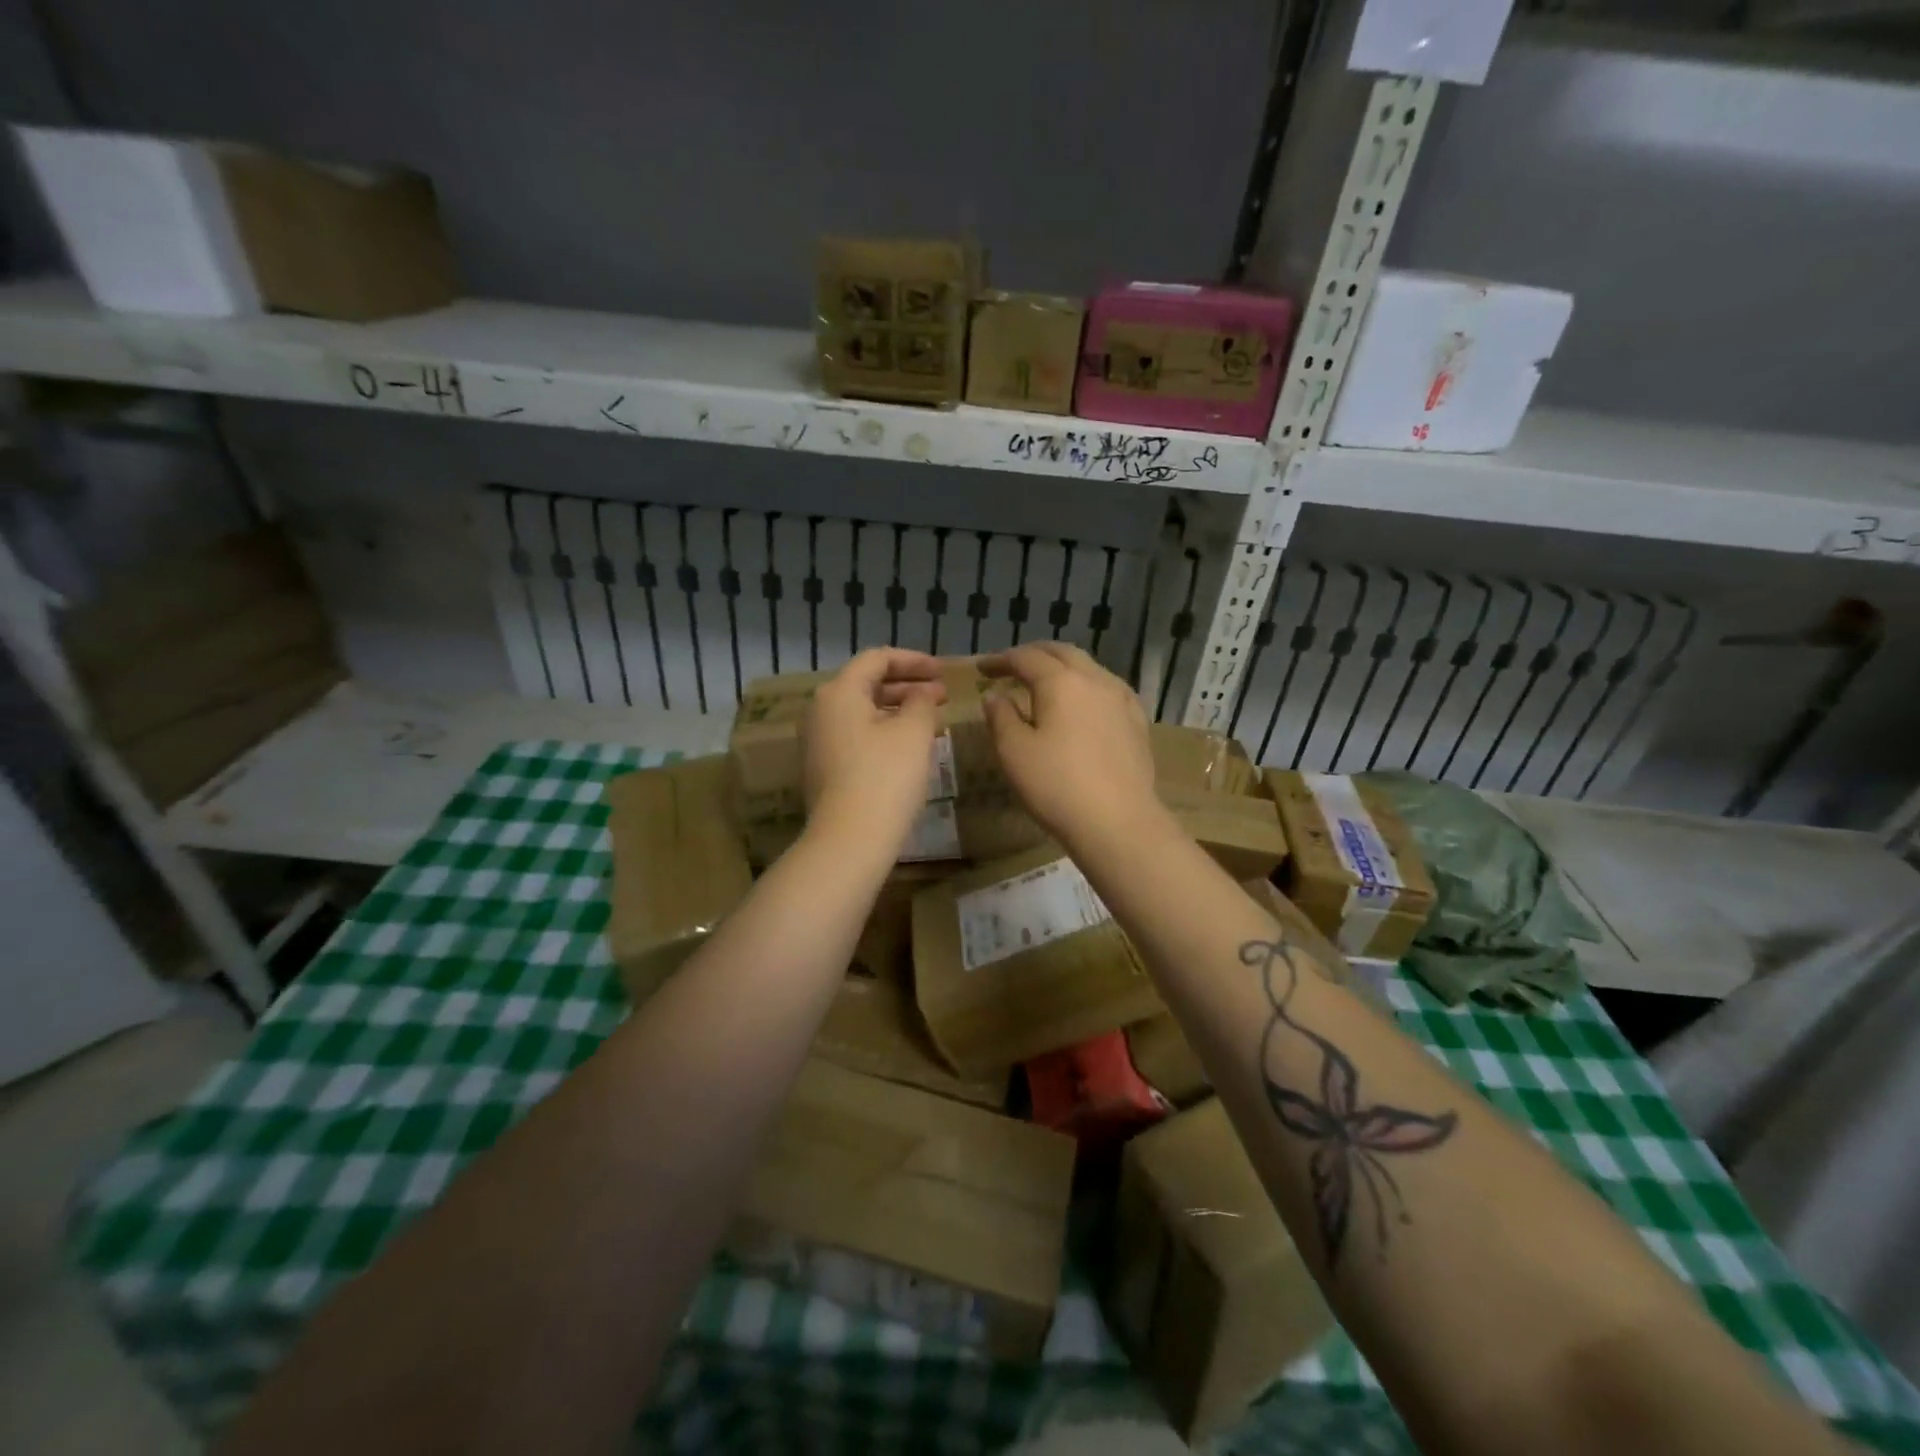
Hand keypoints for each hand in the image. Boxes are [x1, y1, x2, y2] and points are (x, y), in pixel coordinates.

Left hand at [803, 648, 946, 853]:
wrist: (850, 840)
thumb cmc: (885, 777)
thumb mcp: (914, 732)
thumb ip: (922, 702)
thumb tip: (922, 694)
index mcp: (838, 693)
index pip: (877, 659)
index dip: (914, 660)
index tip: (943, 672)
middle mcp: (821, 711)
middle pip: (867, 684)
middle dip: (908, 686)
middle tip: (942, 696)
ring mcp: (819, 742)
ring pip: (864, 713)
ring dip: (899, 710)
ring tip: (932, 720)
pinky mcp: (825, 769)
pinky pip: (858, 736)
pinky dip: (885, 732)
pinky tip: (911, 747)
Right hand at [979, 643, 1162, 847]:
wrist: (1118, 821)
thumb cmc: (1057, 785)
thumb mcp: (1013, 751)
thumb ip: (1000, 717)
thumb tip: (996, 696)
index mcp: (1060, 682)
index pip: (1026, 658)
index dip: (1001, 660)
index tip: (982, 669)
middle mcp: (1094, 679)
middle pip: (1062, 653)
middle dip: (1034, 655)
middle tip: (1012, 666)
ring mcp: (1121, 699)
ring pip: (1089, 667)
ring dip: (1063, 667)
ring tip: (1046, 682)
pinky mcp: (1137, 721)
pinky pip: (1109, 689)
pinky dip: (1087, 686)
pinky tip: (1085, 702)